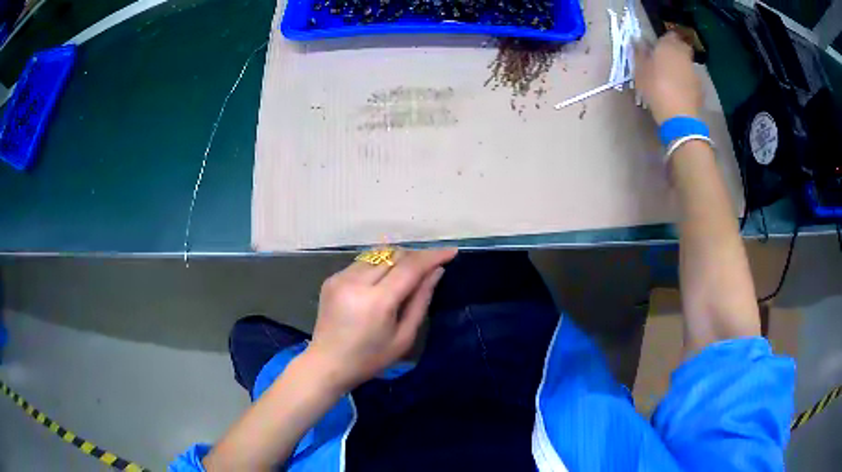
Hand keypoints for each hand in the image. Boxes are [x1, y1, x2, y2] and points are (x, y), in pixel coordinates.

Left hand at [304, 248, 457, 392]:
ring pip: (378, 254)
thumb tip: (436, 272)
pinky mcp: (332, 278)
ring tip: (408, 274)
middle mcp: (356, 282)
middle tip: (431, 267)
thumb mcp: (404, 337)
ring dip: (397, 259)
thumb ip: (421, 301)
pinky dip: (378, 266)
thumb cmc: (370, 359)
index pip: (409, 267)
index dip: (432, 256)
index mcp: (376, 301)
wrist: (327, 364)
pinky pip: (363, 263)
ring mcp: (340, 278)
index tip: (451, 251)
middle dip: (416, 257)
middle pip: (394, 255)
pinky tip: (382, 283)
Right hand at [634, 32, 702, 123]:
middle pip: (682, 47)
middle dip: (676, 50)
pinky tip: (680, 91)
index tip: (658, 46)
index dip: (664, 40)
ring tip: (673, 78)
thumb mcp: (640, 69)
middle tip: (666, 60)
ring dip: (681, 67)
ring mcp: (694, 72)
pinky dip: (687, 82)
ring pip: (687, 64)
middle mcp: (683, 55)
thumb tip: (637, 40)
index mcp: (668, 46)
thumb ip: (640, 52)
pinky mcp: (700, 89)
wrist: (678, 116)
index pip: (669, 35)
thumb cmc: (655, 87)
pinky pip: (692, 80)